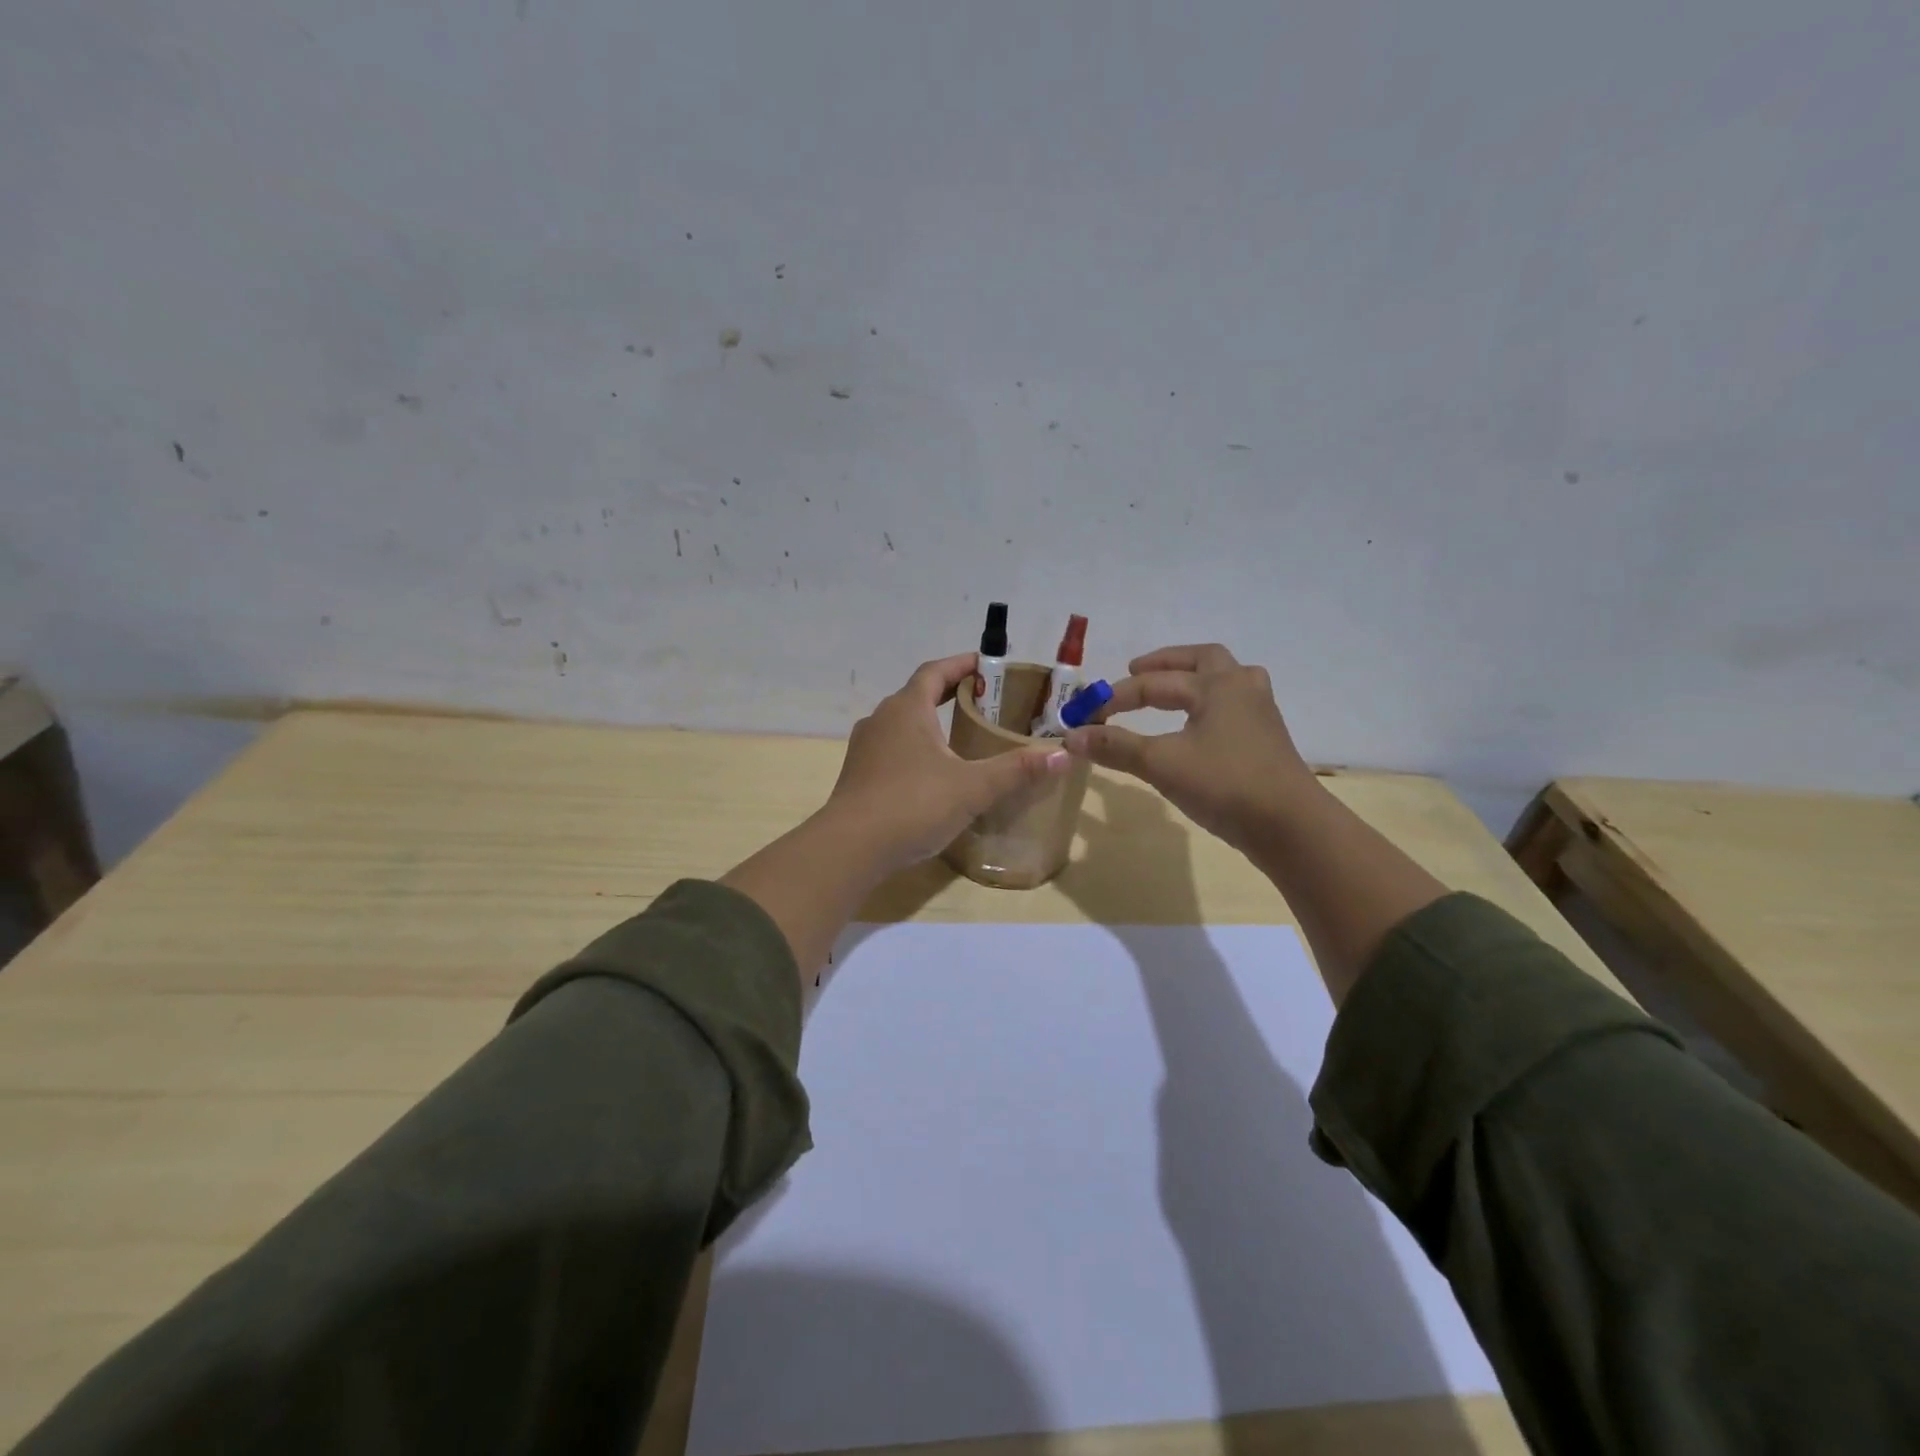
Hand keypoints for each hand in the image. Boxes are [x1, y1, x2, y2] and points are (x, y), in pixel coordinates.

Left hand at [824, 652, 1070, 872]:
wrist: (850, 848)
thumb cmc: (913, 804)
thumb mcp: (972, 787)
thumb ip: (1016, 770)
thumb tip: (1063, 755)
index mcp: (906, 709)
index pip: (934, 672)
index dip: (960, 665)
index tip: (984, 664)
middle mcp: (881, 720)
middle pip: (916, 695)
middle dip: (947, 694)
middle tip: (981, 702)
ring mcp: (864, 748)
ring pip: (901, 724)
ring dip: (928, 723)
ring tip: (959, 737)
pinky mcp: (857, 776)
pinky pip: (891, 750)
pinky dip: (914, 750)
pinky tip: (931, 775)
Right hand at [1063, 643, 1316, 853]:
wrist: (1291, 826)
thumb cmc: (1224, 784)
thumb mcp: (1161, 763)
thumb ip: (1116, 746)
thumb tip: (1071, 736)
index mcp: (1217, 685)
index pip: (1153, 684)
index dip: (1114, 699)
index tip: (1083, 717)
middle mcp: (1241, 689)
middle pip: (1202, 660)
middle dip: (1165, 664)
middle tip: (1135, 672)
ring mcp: (1260, 714)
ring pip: (1226, 680)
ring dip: (1195, 679)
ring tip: (1171, 690)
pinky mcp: (1267, 740)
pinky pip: (1233, 706)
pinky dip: (1209, 705)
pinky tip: (1198, 727)